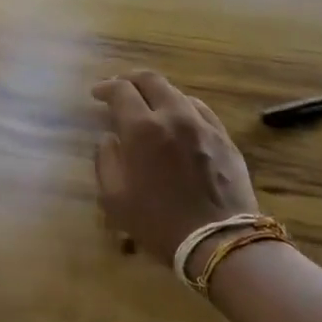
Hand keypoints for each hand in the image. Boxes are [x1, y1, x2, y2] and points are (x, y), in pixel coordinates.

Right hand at [92, 70, 260, 262]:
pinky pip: (200, 111)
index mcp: (142, 129)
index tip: (96, 94)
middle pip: (151, 80)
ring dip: (157, 94)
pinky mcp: (224, 139)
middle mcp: (173, 116)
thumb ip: (105, 160)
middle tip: (120, 89)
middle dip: (131, 79)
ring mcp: (203, 125)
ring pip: (177, 93)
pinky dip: (181, 108)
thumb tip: (109, 139)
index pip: (121, 90)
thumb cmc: (158, 222)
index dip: (105, 87)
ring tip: (148, 107)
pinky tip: (178, 120)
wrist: (219, 241)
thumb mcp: (114, 198)